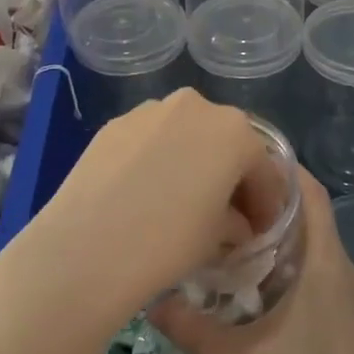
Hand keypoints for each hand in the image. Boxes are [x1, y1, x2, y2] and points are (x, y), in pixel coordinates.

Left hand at [6, 89, 279, 325]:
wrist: (87, 247)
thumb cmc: (169, 242)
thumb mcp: (218, 238)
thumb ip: (236, 222)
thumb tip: (235, 223)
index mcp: (235, 131)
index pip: (263, 169)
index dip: (266, 203)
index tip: (261, 231)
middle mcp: (197, 106)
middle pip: (225, 142)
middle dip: (230, 175)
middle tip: (226, 214)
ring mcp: (152, 109)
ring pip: (185, 134)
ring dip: (192, 161)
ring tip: (181, 201)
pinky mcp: (117, 122)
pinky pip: (151, 139)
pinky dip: (157, 159)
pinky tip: (146, 193)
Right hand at [149, 169, 353, 353]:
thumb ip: (191, 329)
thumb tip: (150, 299)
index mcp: (325, 259)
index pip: (310, 191)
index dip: (282, 166)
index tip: (242, 155)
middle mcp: (338, 264)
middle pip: (307, 210)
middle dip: (268, 195)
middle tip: (221, 189)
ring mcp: (342, 290)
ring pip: (309, 239)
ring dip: (275, 227)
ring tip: (227, 223)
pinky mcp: (338, 313)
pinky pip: (311, 264)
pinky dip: (283, 254)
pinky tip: (249, 273)